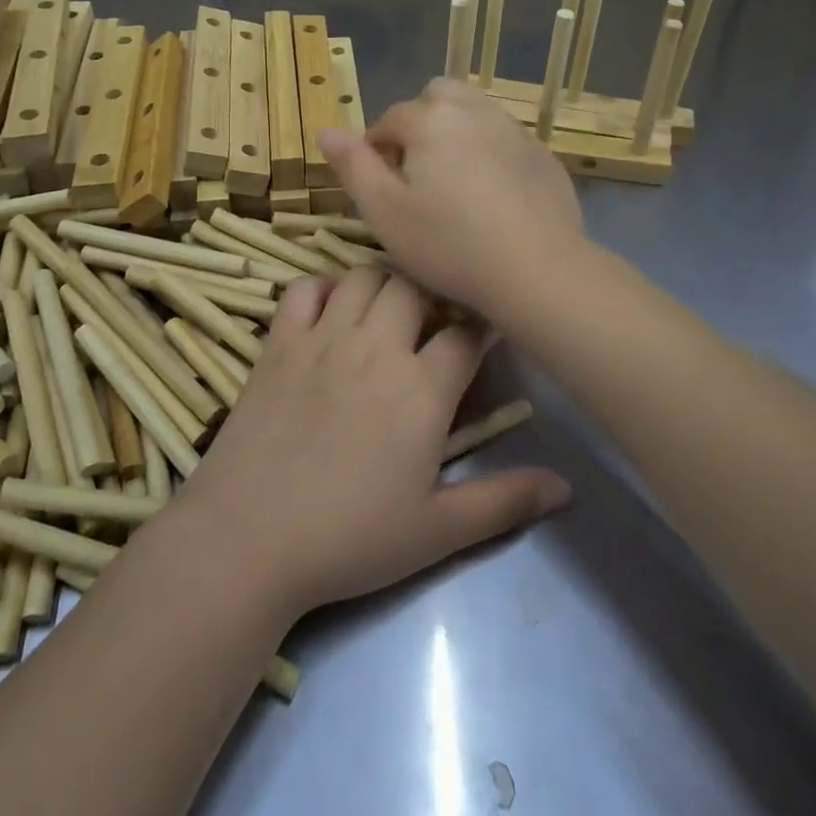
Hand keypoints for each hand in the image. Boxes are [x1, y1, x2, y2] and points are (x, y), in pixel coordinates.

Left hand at [174, 266, 569, 619]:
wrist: (248, 539)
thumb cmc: (349, 539)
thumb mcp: (437, 531)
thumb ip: (504, 502)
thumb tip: (567, 488)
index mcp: (421, 389)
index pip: (466, 333)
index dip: (482, 326)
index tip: (485, 332)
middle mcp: (375, 347)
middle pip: (415, 287)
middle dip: (432, 296)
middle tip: (433, 324)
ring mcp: (322, 338)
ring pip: (363, 276)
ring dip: (382, 285)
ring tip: (386, 314)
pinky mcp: (279, 342)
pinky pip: (302, 288)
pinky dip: (321, 288)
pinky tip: (329, 313)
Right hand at [317, 78, 584, 319]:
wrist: (536, 269)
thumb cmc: (448, 244)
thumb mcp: (384, 212)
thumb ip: (353, 166)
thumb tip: (326, 130)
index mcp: (430, 120)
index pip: (389, 120)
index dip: (376, 150)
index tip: (379, 186)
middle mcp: (474, 111)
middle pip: (436, 97)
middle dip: (420, 124)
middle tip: (417, 173)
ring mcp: (514, 130)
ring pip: (475, 112)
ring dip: (456, 132)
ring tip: (453, 181)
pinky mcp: (543, 155)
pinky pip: (506, 139)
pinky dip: (491, 153)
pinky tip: (493, 195)